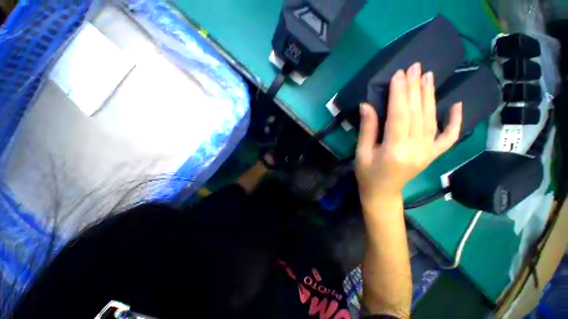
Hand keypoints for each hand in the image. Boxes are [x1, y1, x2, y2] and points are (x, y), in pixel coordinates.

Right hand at [355, 63, 462, 203]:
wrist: (382, 192)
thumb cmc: (367, 174)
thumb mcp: (361, 152)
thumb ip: (367, 129)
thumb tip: (367, 105)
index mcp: (395, 150)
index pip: (400, 115)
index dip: (399, 94)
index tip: (398, 74)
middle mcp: (417, 149)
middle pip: (417, 113)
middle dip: (414, 89)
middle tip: (414, 68)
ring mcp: (428, 151)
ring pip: (432, 119)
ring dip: (429, 96)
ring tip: (427, 76)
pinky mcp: (433, 154)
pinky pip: (449, 137)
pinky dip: (456, 121)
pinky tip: (457, 105)